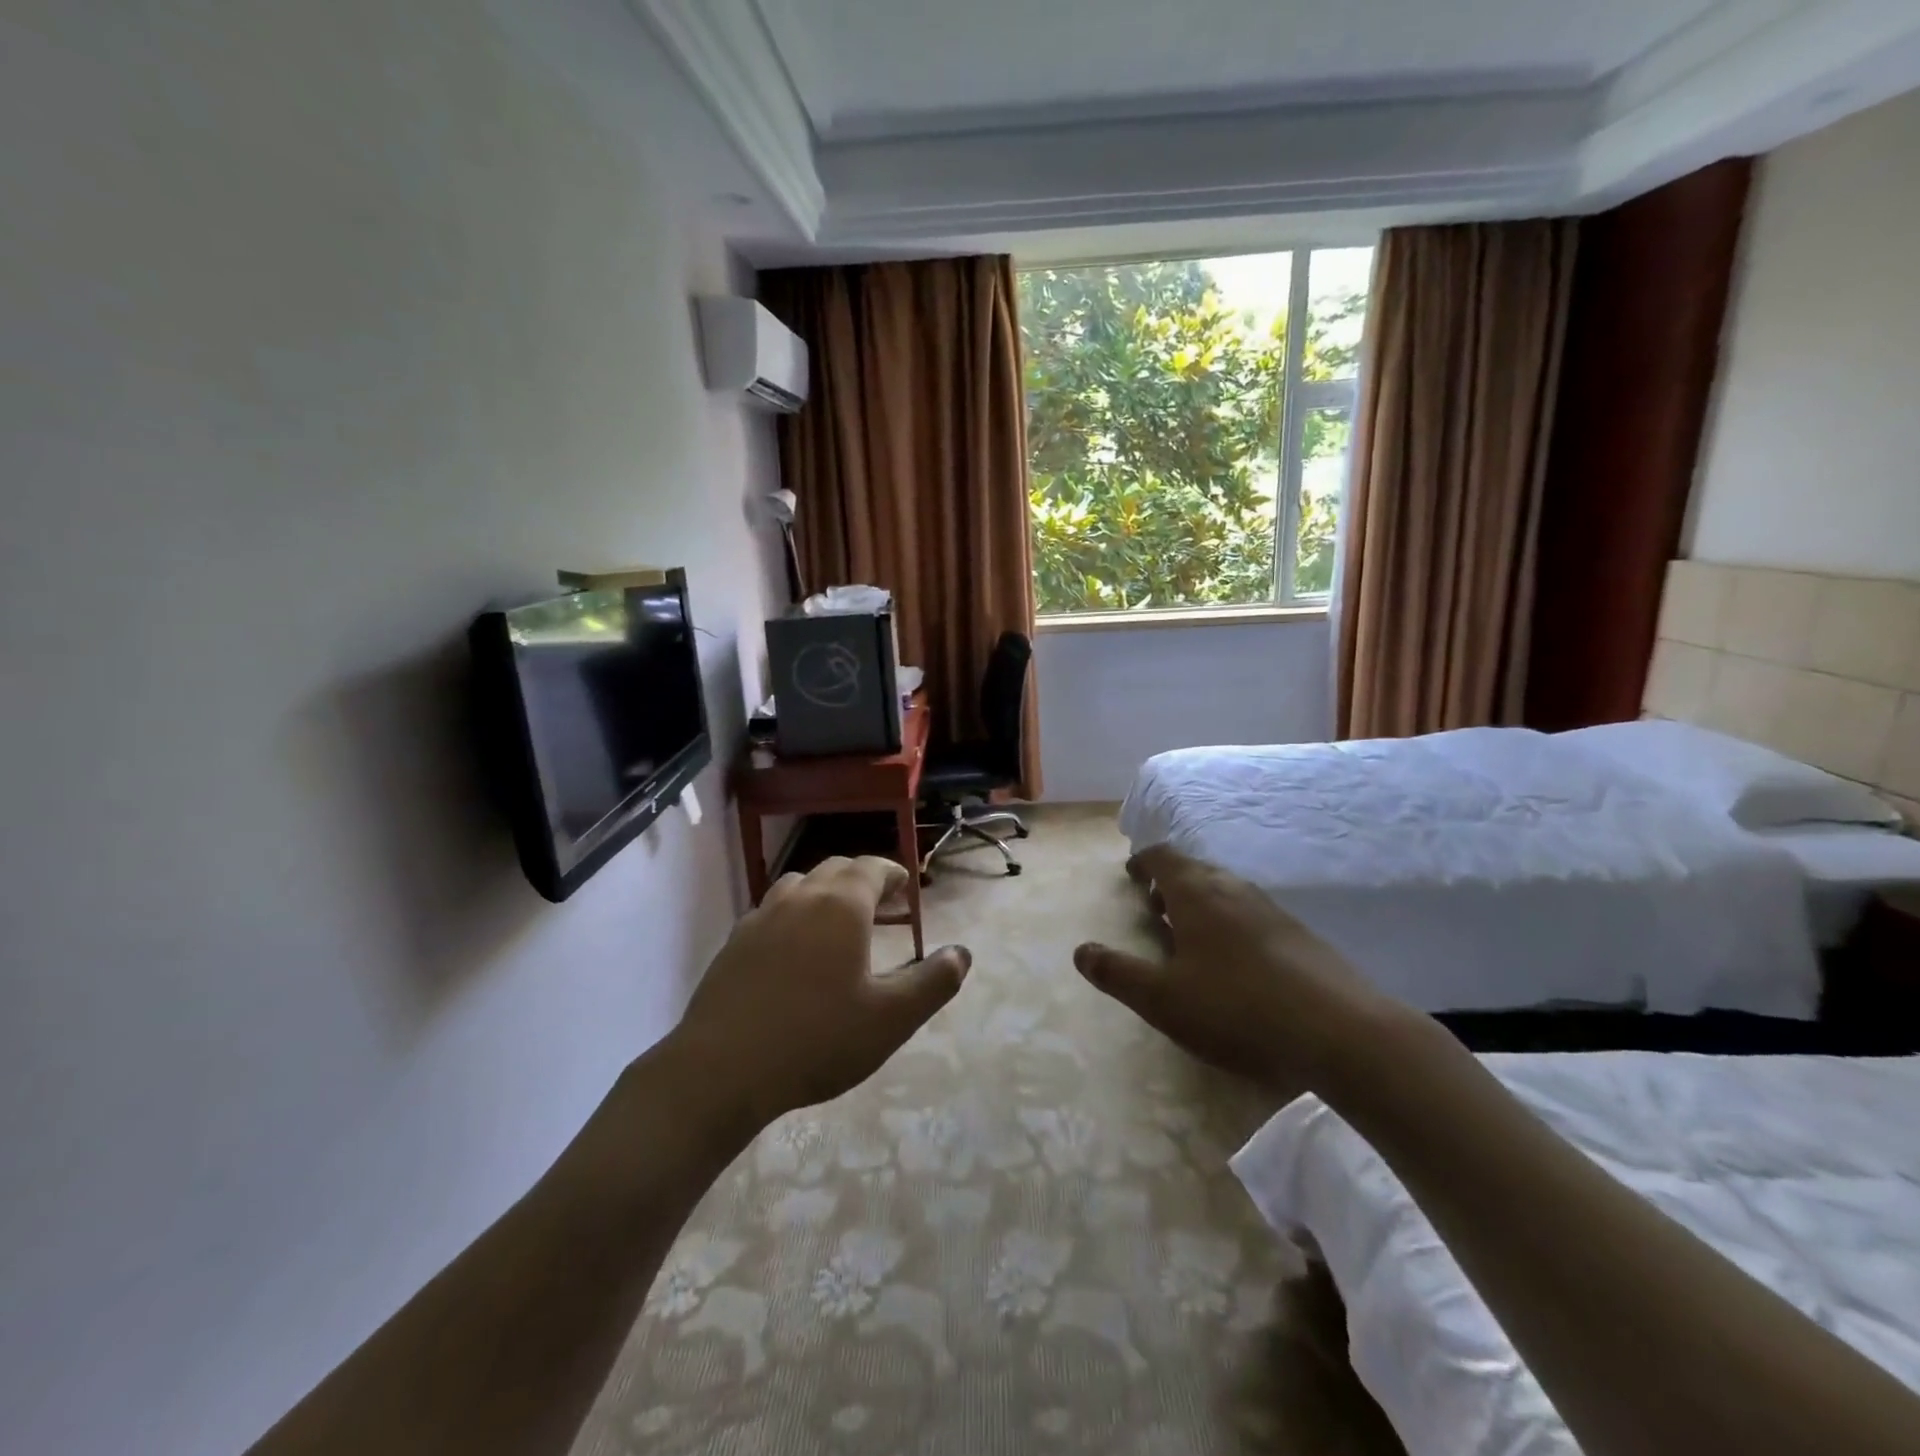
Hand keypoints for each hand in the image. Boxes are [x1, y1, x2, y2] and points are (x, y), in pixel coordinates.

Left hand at [669, 856, 970, 1131]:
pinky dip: (793, 915)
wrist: (722, 1070)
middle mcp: (800, 898)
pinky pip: (772, 912)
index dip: (892, 873)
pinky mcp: (734, 943)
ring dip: (825, 893)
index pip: (871, 868)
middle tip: (882, 906)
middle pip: (836, 870)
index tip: (905, 888)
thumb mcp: (891, 1018)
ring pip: (799, 886)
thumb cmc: (818, 1039)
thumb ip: (933, 982)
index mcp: (841, 906)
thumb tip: (961, 953)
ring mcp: (761, 918)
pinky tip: (794, 951)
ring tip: (838, 922)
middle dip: (862, 880)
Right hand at [1073, 844, 1388, 1090]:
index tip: (1132, 875)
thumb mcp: (1163, 999)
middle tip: (1155, 907)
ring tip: (1190, 934)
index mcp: (1197, 894)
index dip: (1143, 862)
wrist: (1341, 1032)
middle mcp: (1234, 890)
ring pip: (1227, 891)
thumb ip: (1117, 973)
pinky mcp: (1301, 936)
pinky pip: (1253, 914)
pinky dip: (1232, 922)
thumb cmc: (1237, 1008)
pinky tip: (1236, 961)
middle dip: (1171, 882)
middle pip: (1196, 870)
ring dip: (1202, 902)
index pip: (1163, 857)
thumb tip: (1080, 950)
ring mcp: (1272, 911)